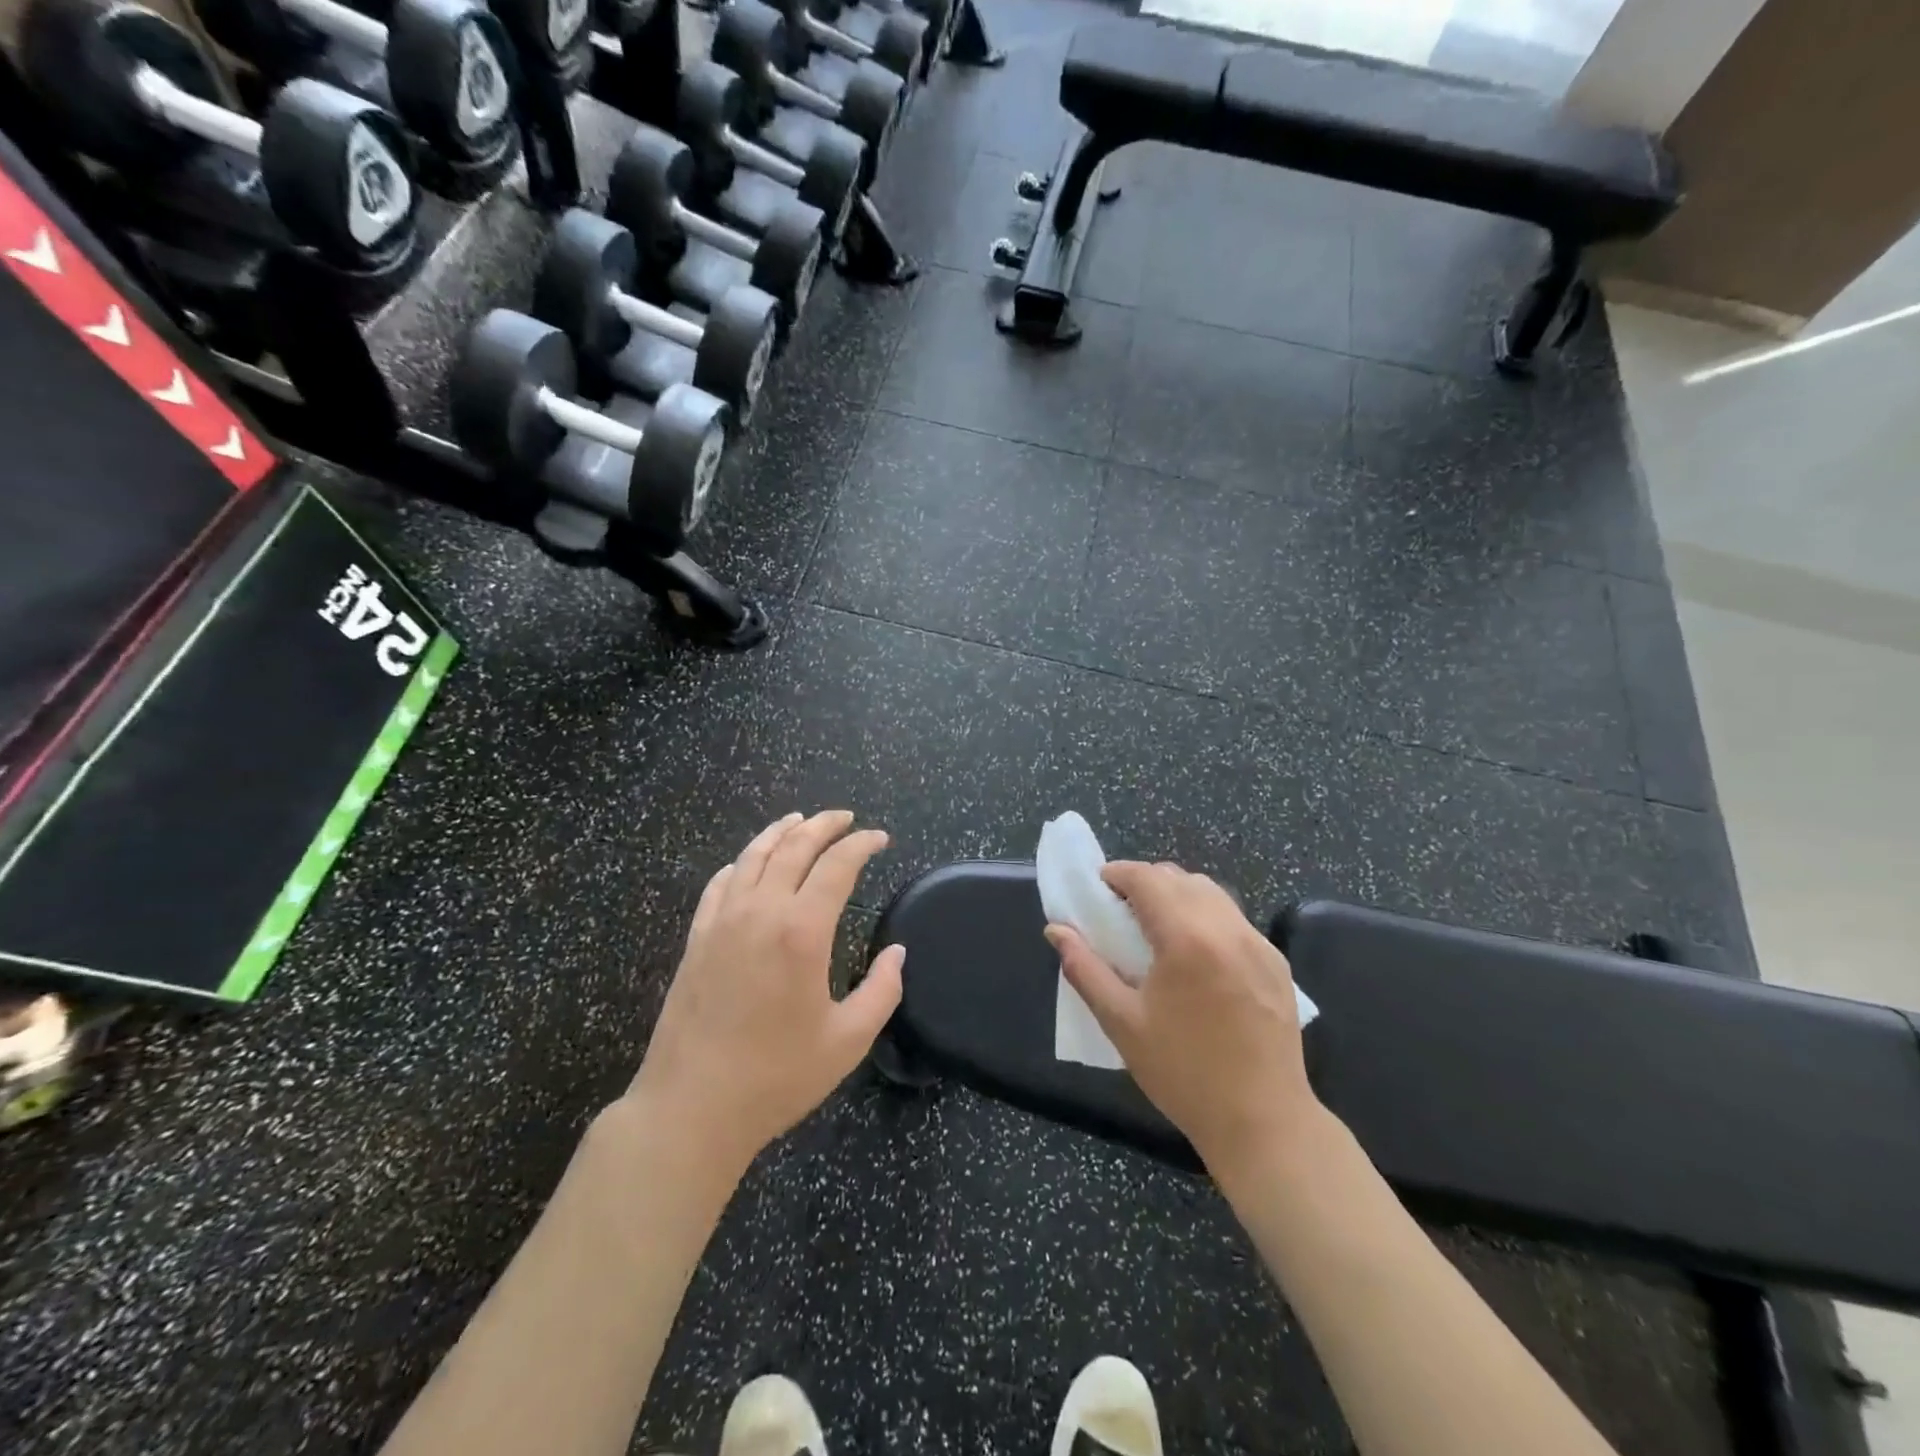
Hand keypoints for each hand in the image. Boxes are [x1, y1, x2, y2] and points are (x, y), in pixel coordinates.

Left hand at [626, 811, 903, 1174]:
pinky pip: (720, 883)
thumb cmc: (776, 1077)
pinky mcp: (696, 939)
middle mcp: (761, 912)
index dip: (862, 845)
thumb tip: (897, 954)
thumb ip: (881, 990)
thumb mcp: (848, 1041)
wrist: (691, 1108)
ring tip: (801, 820)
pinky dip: (741, 863)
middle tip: (847, 818)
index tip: (879, 838)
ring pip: (753, 856)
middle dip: (824, 825)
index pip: (837, 866)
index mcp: (802, 931)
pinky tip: (748, 862)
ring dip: (781, 832)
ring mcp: (722, 922)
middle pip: (794, 847)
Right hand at [1047, 862, 1318, 1177]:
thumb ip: (1084, 968)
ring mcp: (1259, 944)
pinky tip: (1194, 954)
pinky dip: (1207, 917)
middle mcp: (1228, 928)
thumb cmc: (1183, 1073)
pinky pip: (1234, 920)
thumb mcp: (1122, 1022)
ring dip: (1178, 895)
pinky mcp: (1277, 963)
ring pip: (1212, 893)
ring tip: (1155, 928)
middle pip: (1180, 878)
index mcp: (1188, 938)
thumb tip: (1056, 930)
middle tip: (1120, 910)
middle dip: (1146, 882)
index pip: (1148, 878)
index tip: (1098, 887)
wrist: (1263, 1122)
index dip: (1118, 874)